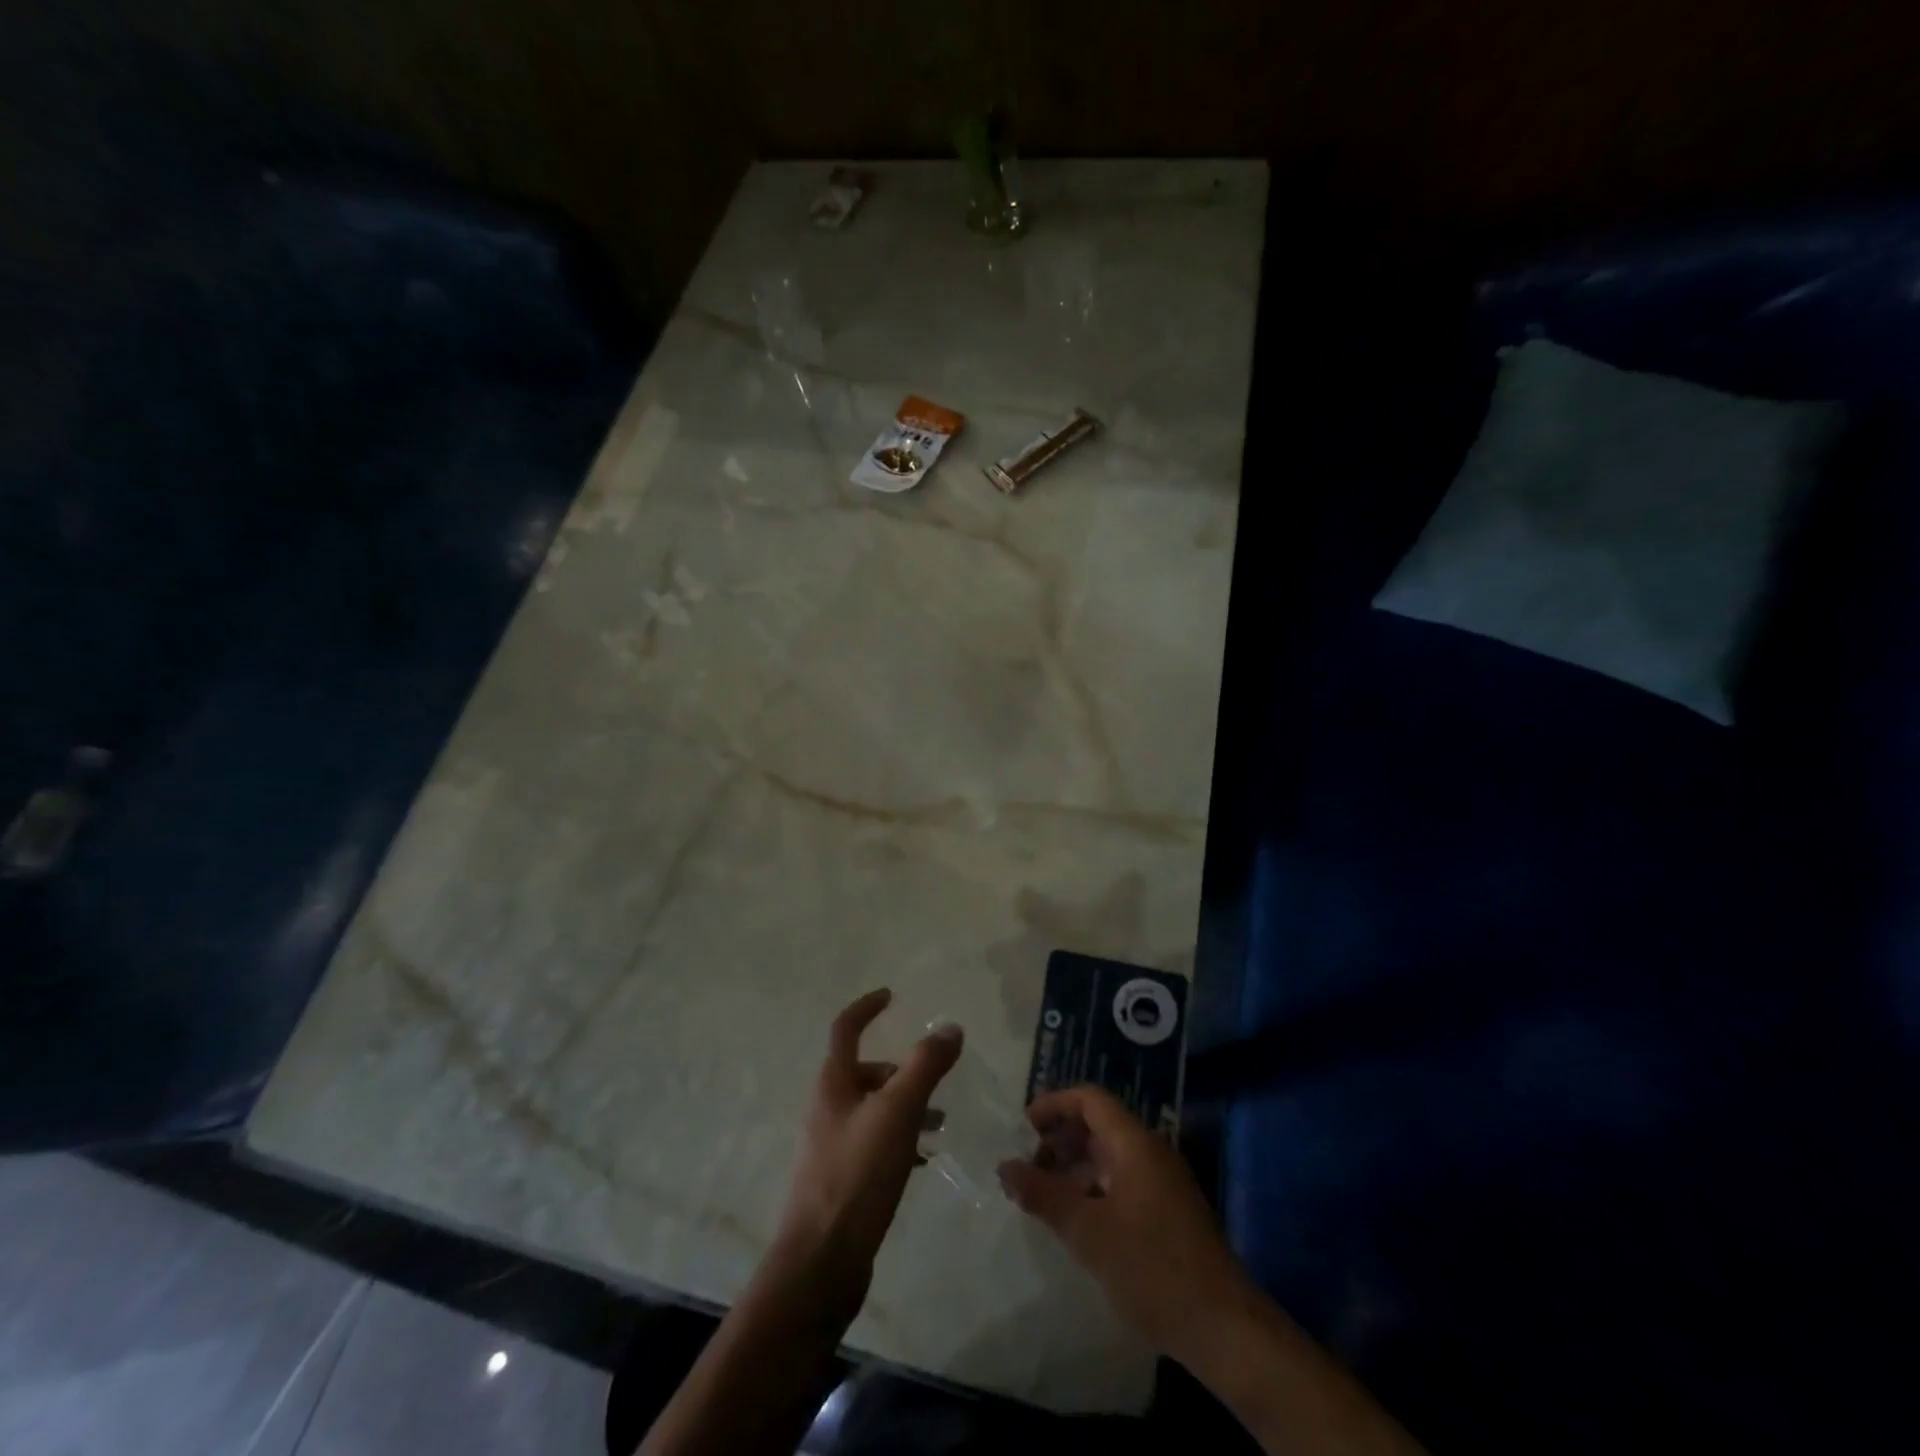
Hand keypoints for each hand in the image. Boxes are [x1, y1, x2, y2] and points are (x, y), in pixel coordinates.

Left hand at [776, 988, 962, 1310]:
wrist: (821, 1262)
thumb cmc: (857, 1175)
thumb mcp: (898, 1112)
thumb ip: (925, 1066)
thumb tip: (951, 1028)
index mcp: (833, 1083)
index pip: (846, 1028)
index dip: (867, 1007)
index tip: (892, 996)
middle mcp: (828, 1107)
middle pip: (865, 1071)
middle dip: (901, 1069)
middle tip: (936, 1079)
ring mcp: (832, 1145)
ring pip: (874, 1109)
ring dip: (906, 1105)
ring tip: (940, 1122)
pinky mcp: (842, 1179)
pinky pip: (876, 1142)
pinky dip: (901, 1138)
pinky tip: (923, 1159)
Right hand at [996, 1084, 1252, 1363]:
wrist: (1225, 1328)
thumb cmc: (1152, 1269)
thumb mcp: (1088, 1232)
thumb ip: (1043, 1195)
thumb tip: (1004, 1168)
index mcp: (1135, 1143)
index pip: (1090, 1100)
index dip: (1054, 1105)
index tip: (1024, 1127)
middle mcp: (1151, 1152)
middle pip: (1099, 1125)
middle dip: (1061, 1139)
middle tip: (1029, 1167)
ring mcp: (1164, 1183)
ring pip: (1110, 1156)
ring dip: (1075, 1167)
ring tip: (1045, 1196)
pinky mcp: (1169, 1212)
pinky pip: (1123, 1181)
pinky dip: (1094, 1188)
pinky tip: (1078, 1221)